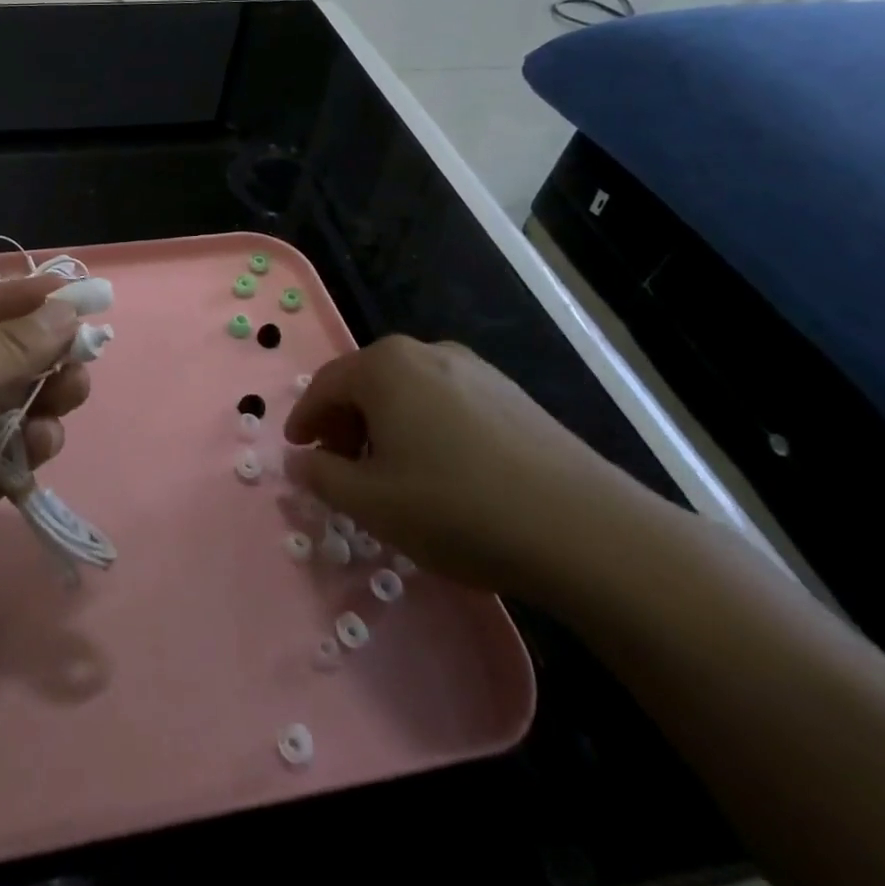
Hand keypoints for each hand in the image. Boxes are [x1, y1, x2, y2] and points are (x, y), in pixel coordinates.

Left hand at [0, 276, 87, 687]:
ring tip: (75, 390)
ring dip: (44, 394)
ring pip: (7, 408)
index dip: (17, 299)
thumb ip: (2, 349)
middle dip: (39, 349)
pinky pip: (9, 459)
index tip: (73, 292)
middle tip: (88, 349)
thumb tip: (62, 313)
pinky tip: (45, 443)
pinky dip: (32, 446)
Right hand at [283, 336, 645, 594]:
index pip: (325, 385)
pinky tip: (443, 474)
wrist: (587, 532)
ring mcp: (477, 371)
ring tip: (391, 475)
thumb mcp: (370, 502)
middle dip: (345, 424)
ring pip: (408, 393)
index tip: (297, 451)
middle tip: (341, 467)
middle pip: (367, 383)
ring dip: (386, 427)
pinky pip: (448, 404)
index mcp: (385, 366)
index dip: (304, 420)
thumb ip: (321, 477)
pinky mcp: (514, 397)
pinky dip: (426, 430)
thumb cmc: (457, 508)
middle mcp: (428, 354)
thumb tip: (300, 462)